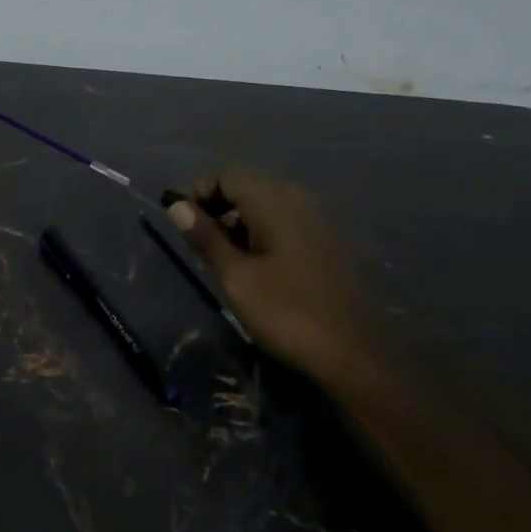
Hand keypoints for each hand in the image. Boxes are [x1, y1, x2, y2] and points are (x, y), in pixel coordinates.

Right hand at [167, 169, 377, 389]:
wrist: (353, 356)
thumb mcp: (236, 277)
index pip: (228, 175)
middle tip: (199, 244)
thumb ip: (206, 238)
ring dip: (237, 223)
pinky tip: (254, 269)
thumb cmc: (287, 313)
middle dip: (217, 208)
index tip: (183, 225)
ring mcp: (316, 222)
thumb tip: (177, 206)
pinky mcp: (325, 244)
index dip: (199, 192)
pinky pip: (284, 224)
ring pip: (265, 207)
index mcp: (275, 203)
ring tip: (223, 260)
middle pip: (247, 187)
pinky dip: (260, 235)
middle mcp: (298, 202)